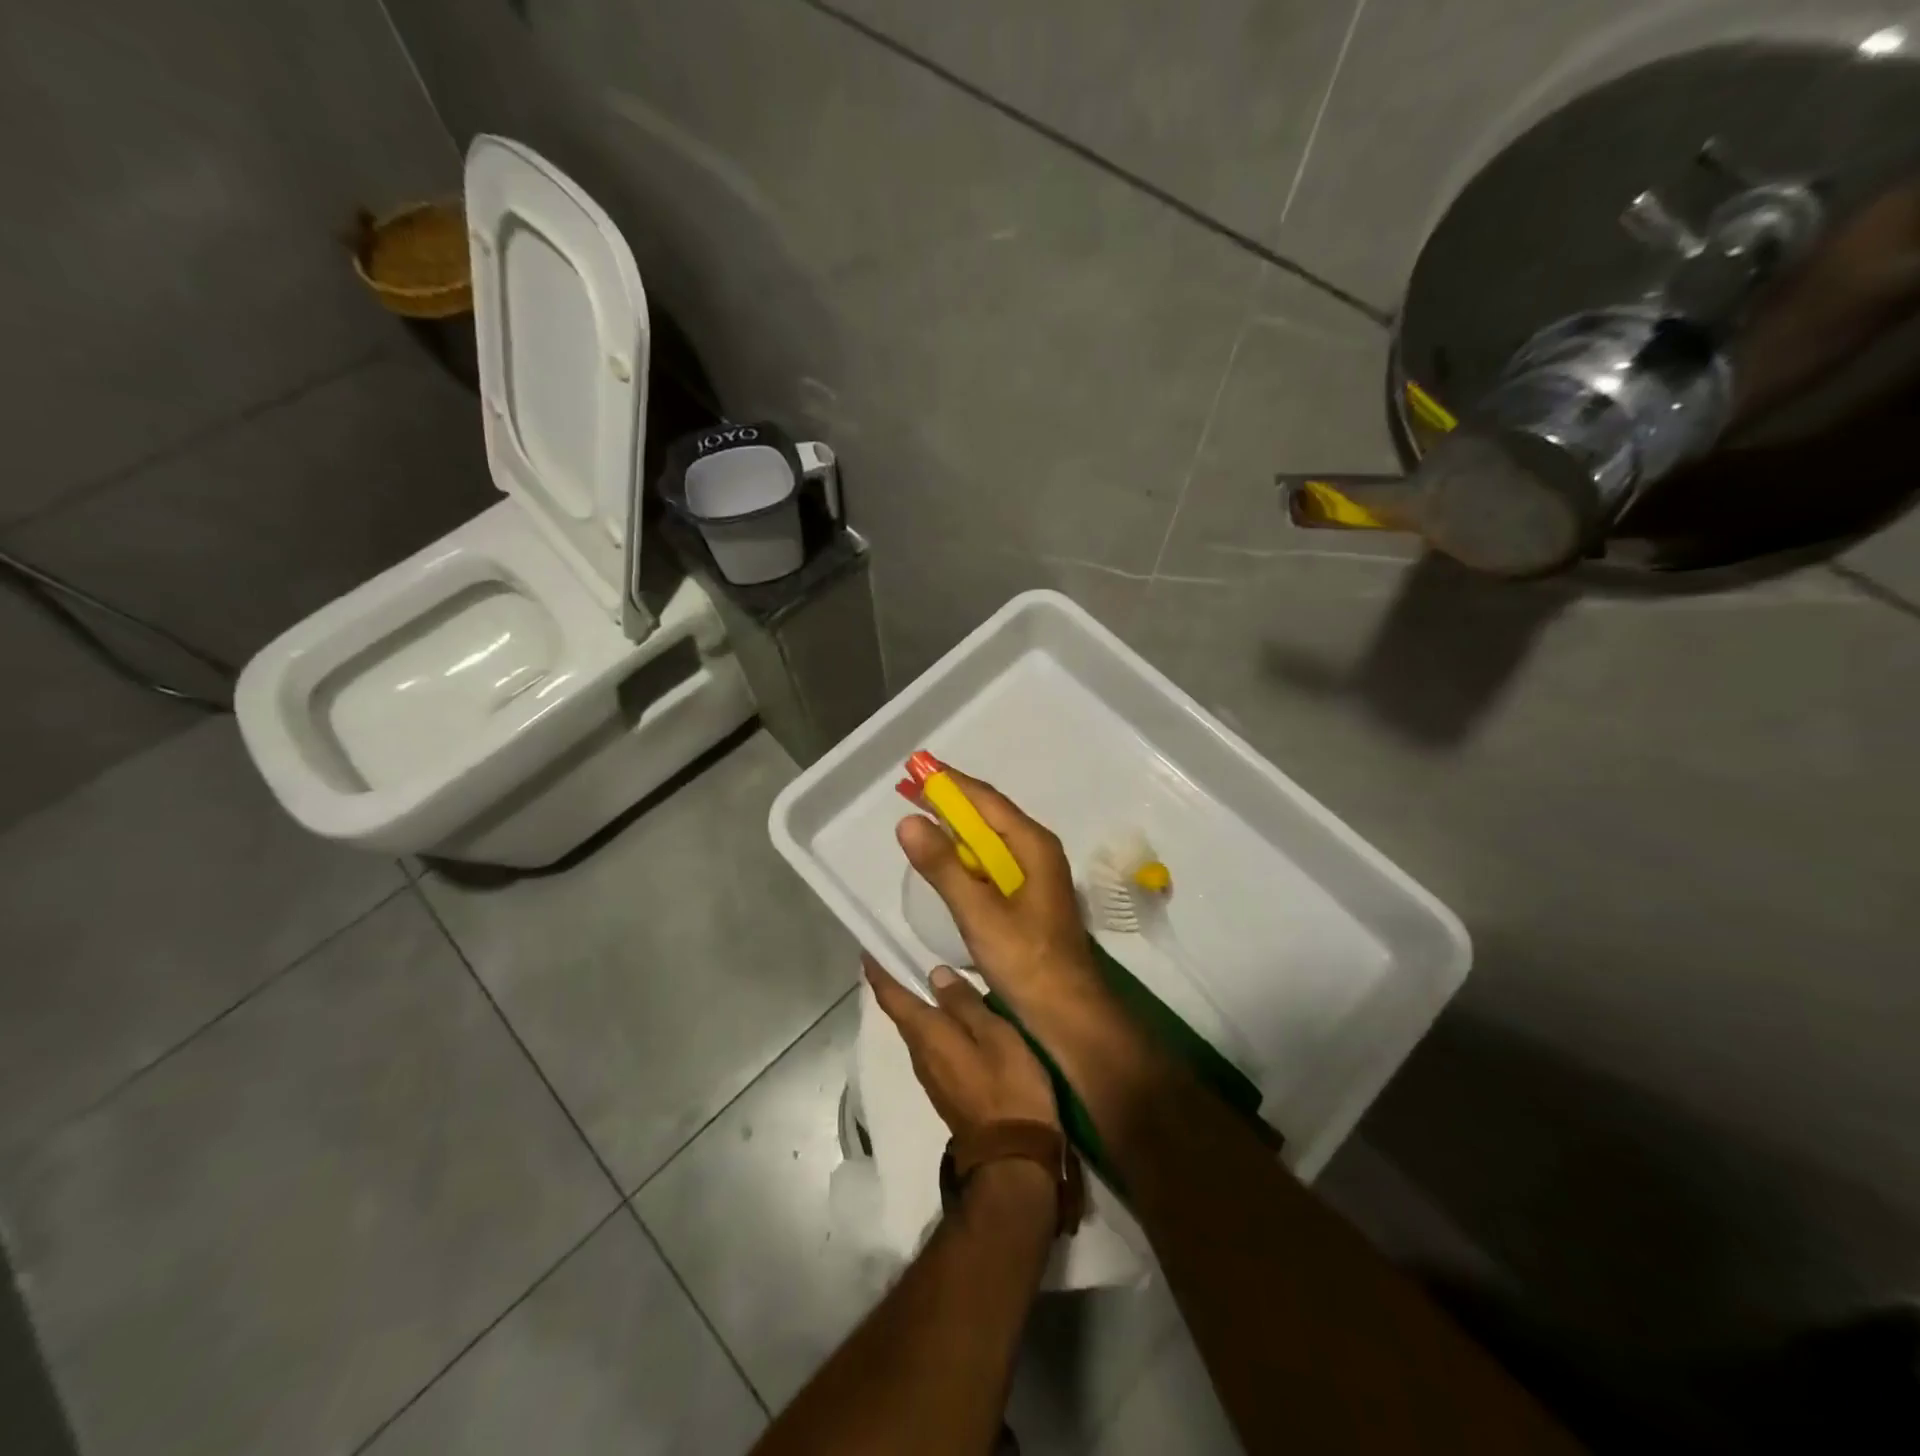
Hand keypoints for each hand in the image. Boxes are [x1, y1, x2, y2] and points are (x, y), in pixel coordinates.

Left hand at [863, 956, 1059, 1138]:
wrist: (1013, 1158)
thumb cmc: (1007, 1089)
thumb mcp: (995, 1036)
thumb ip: (965, 1004)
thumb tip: (934, 973)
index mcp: (928, 1035)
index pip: (893, 998)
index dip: (878, 973)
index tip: (868, 951)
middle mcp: (920, 1054)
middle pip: (902, 1013)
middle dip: (898, 985)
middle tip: (903, 953)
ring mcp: (932, 1075)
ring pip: (918, 1030)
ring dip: (918, 1005)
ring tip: (930, 978)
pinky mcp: (946, 1089)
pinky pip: (933, 1045)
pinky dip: (934, 1024)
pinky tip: (952, 1017)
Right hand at [894, 770, 1105, 1022]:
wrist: (1068, 1013)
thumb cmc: (1027, 961)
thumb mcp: (978, 913)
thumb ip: (943, 867)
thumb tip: (909, 821)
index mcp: (1032, 845)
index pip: (985, 799)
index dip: (949, 782)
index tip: (916, 767)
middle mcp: (1036, 851)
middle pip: (987, 814)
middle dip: (948, 800)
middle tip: (909, 789)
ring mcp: (1034, 874)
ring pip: (989, 838)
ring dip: (955, 826)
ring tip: (920, 818)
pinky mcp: (1027, 897)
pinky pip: (991, 861)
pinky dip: (965, 853)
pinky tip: (946, 860)